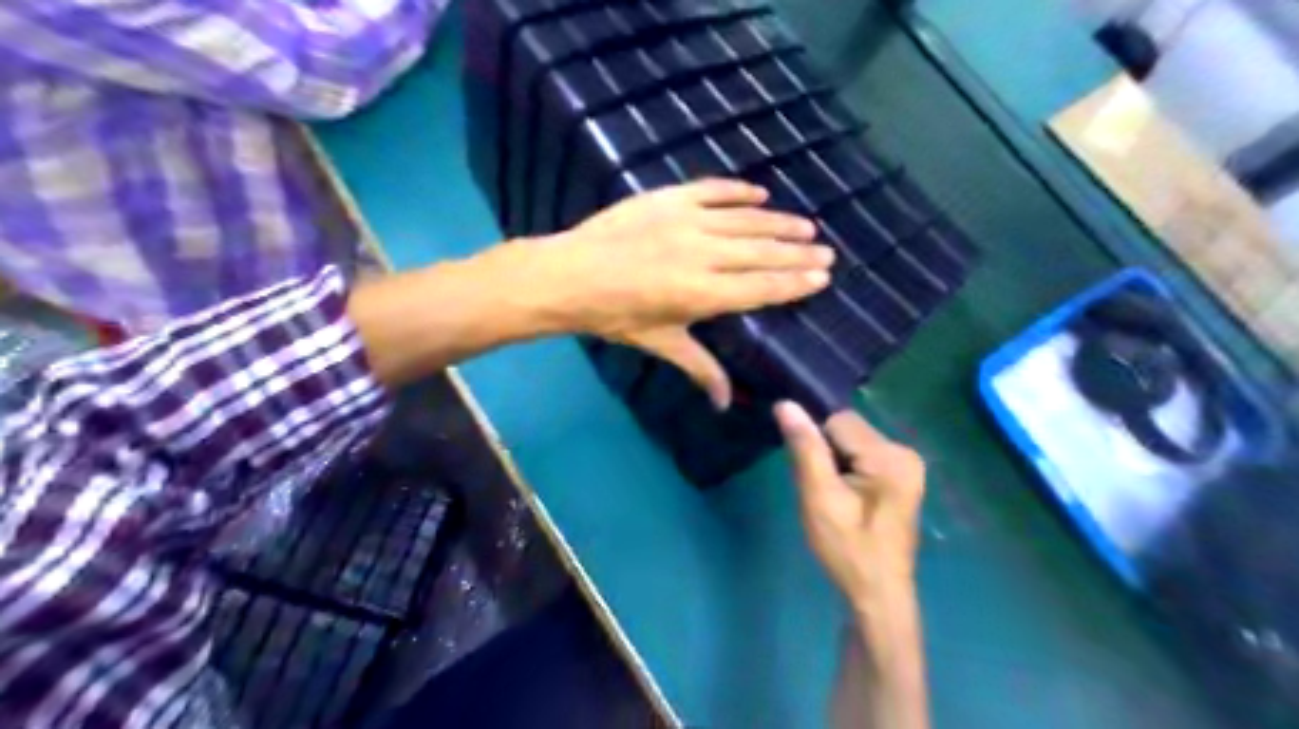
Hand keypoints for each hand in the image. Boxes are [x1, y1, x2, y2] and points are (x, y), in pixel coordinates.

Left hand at [519, 178, 830, 406]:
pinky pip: (712, 190)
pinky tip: (760, 193)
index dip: (794, 283)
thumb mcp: (661, 344)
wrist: (570, 275)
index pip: (762, 287)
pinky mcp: (669, 198)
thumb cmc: (615, 316)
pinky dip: (738, 191)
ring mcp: (687, 221)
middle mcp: (703, 254)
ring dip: (779, 224)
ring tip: (806, 226)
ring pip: (745, 221)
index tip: (822, 277)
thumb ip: (700, 369)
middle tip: (825, 252)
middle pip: (762, 253)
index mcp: (703, 294)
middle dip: (797, 254)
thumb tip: (726, 406)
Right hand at [770, 401, 921, 605]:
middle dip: (827, 452)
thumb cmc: (847, 550)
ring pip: (852, 442)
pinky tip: (845, 498)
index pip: (838, 421)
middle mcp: (904, 451)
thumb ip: (805, 448)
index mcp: (890, 456)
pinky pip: (862, 455)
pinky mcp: (901, 477)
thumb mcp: (819, 497)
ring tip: (834, 497)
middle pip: (848, 429)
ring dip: (835, 462)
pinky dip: (846, 469)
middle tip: (822, 491)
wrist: (877, 595)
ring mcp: (906, 465)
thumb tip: (786, 404)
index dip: (816, 443)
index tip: (812, 476)